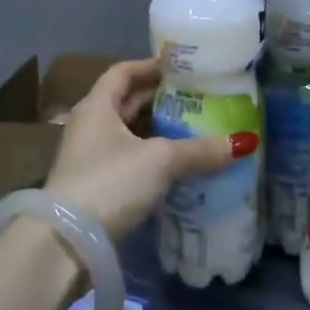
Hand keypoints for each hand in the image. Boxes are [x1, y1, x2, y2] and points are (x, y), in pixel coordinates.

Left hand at [43, 58, 258, 238]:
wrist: (66, 244)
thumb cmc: (110, 182)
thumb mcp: (160, 161)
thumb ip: (200, 150)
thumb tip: (244, 142)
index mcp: (96, 106)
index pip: (123, 72)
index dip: (151, 66)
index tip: (182, 67)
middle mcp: (89, 126)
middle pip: (126, 102)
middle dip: (160, 99)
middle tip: (198, 98)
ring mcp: (88, 158)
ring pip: (128, 134)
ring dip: (156, 131)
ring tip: (194, 130)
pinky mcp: (94, 187)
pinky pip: (128, 160)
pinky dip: (151, 158)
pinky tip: (176, 167)